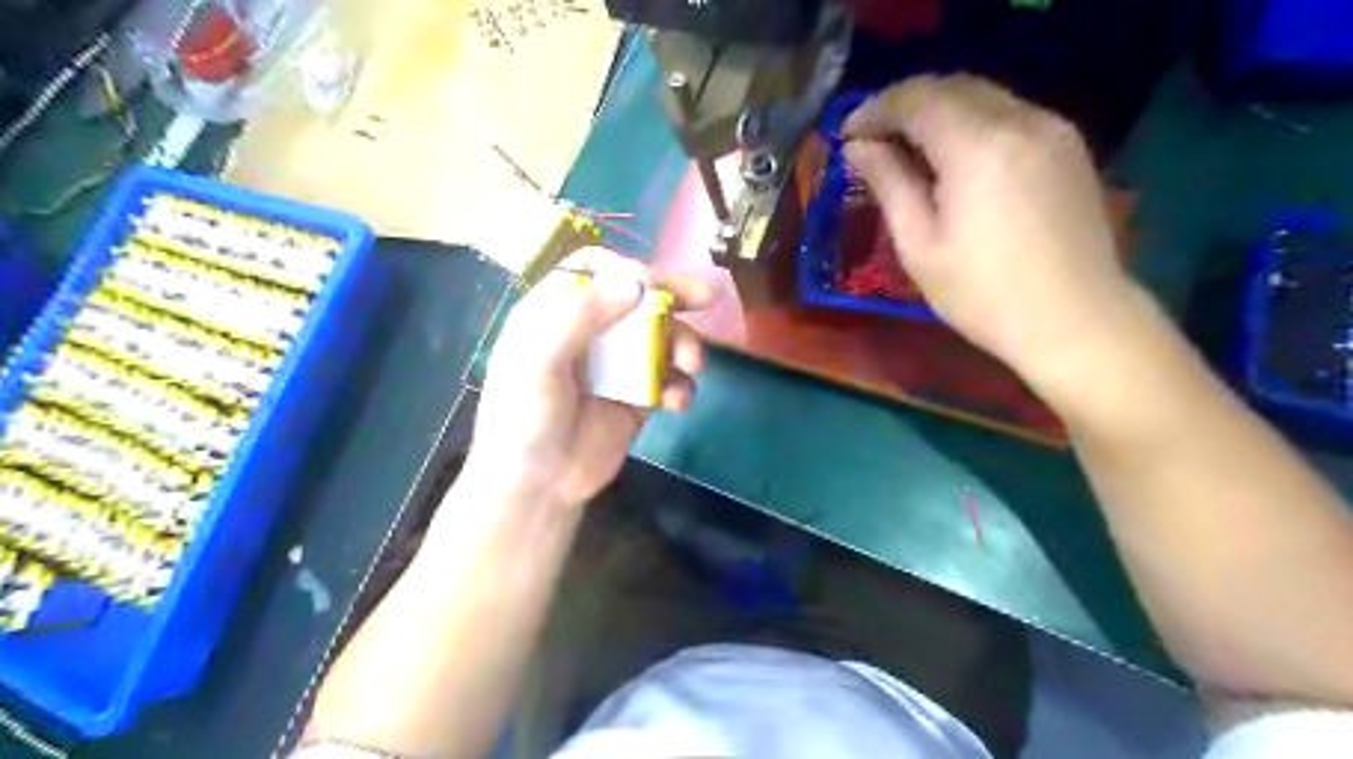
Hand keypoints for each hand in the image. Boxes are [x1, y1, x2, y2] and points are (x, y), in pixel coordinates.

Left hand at [468, 250, 712, 509]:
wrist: (539, 488)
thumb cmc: (524, 419)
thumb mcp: (536, 362)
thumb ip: (577, 317)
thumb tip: (634, 283)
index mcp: (556, 313)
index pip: (596, 271)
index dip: (627, 270)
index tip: (654, 285)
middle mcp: (589, 332)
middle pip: (637, 298)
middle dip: (673, 296)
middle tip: (708, 296)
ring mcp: (617, 365)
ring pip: (660, 337)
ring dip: (683, 344)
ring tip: (692, 364)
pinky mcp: (639, 397)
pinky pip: (669, 379)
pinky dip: (681, 385)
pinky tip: (678, 402)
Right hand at [842, 75, 1151, 396]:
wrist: (1076, 320)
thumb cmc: (983, 294)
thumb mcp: (919, 245)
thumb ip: (889, 185)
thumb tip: (858, 148)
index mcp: (978, 147)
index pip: (916, 99)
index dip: (875, 109)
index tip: (846, 134)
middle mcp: (1020, 120)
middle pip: (951, 87)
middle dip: (905, 104)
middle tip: (872, 139)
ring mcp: (1052, 128)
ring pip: (983, 96)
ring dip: (938, 111)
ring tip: (906, 148)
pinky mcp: (1067, 145)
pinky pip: (1008, 114)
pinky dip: (971, 123)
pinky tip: (953, 156)